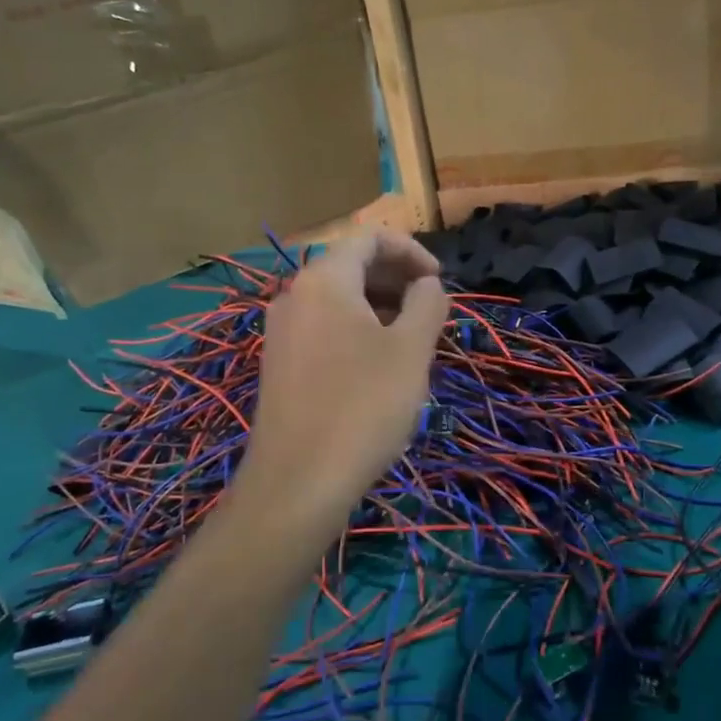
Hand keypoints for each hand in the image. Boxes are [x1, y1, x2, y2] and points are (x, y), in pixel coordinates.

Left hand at [240, 231, 450, 539]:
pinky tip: (380, 367)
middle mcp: (295, 295)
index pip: (369, 238)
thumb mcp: (411, 350)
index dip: (411, 250)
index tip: (439, 282)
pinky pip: (325, 328)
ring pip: (339, 299)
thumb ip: (427, 303)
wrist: (298, 483)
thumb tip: (428, 285)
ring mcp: (282, 332)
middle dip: (397, 279)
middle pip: (351, 265)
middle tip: (431, 310)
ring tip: (413, 340)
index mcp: (324, 280)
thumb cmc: (363, 406)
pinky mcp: (280, 364)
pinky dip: (358, 330)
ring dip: (381, 306)